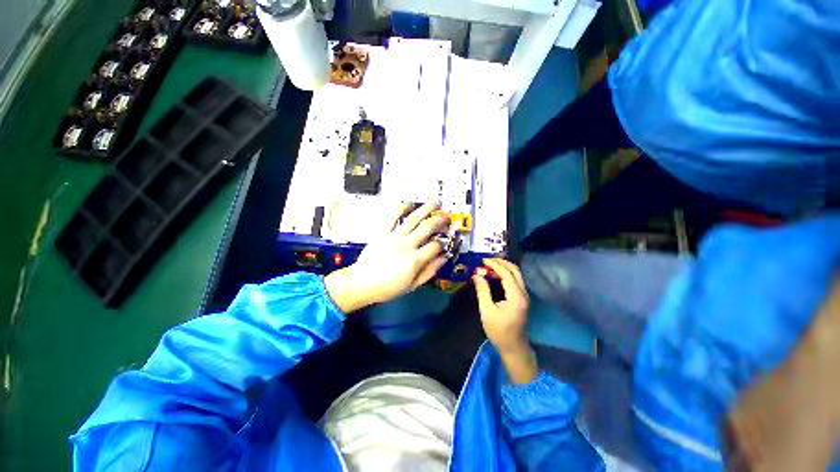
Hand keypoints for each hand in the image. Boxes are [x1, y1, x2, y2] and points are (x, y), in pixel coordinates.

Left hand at [325, 203, 448, 312]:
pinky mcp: (382, 233)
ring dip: (426, 209)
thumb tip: (442, 259)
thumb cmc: (387, 287)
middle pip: (427, 227)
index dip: (442, 244)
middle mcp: (405, 246)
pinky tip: (408, 204)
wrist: (362, 283)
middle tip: (446, 217)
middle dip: (440, 220)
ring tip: (435, 204)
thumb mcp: (412, 285)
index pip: (435, 246)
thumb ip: (429, 271)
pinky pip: (392, 216)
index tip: (443, 243)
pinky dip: (400, 208)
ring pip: (413, 218)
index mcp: (414, 261)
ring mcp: (393, 237)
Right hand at [473, 258, 536, 383]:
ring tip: (489, 266)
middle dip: (501, 262)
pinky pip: (515, 281)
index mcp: (516, 297)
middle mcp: (523, 294)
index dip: (495, 265)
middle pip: (515, 271)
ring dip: (504, 267)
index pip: (506, 274)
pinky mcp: (522, 299)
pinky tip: (495, 275)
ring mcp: (524, 296)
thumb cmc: (499, 331)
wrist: (514, 348)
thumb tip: (477, 275)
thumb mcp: (487, 311)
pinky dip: (505, 274)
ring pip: (516, 275)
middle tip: (487, 260)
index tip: (482, 261)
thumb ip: (482, 291)